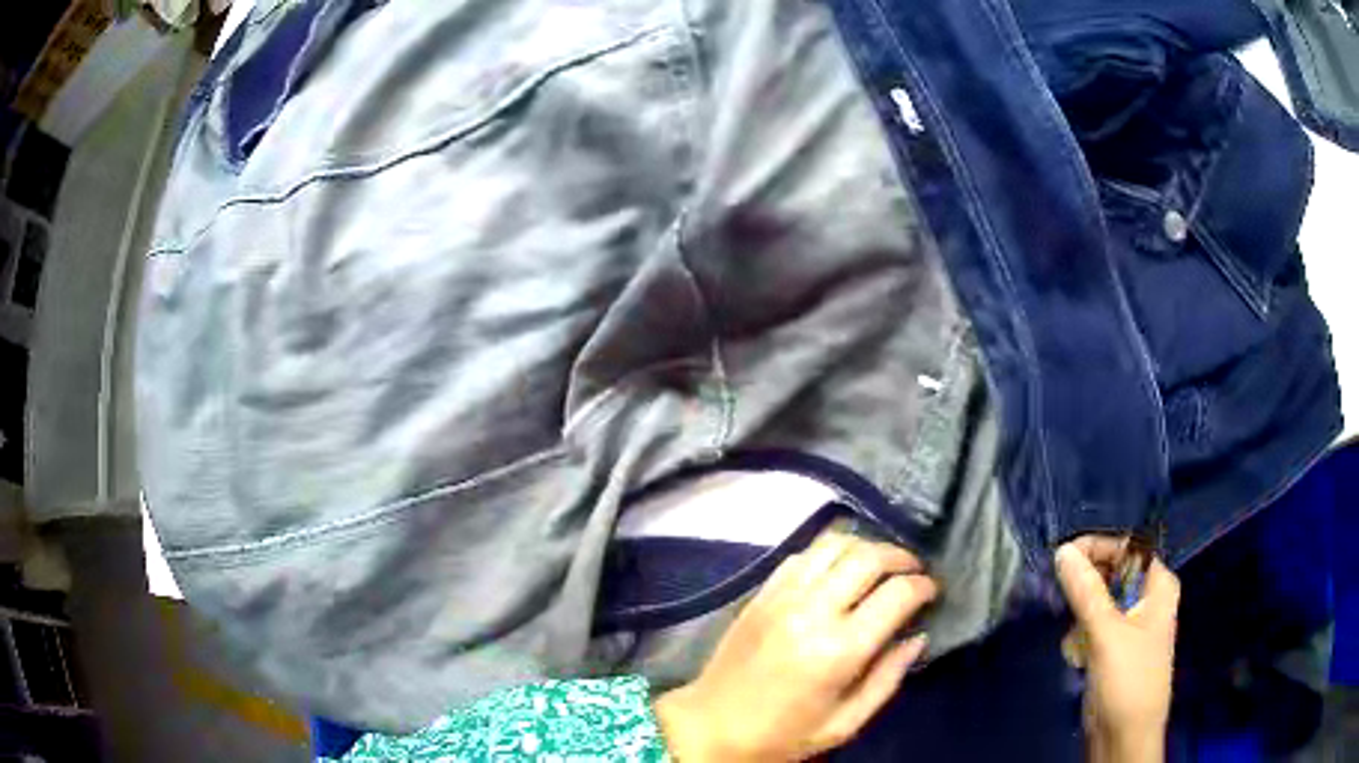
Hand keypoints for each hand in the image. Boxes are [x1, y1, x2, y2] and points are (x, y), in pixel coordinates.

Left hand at [655, 530, 937, 761]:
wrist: (711, 726)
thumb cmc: (783, 735)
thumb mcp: (845, 723)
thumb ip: (888, 678)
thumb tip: (919, 636)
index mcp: (839, 650)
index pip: (897, 594)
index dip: (924, 587)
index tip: (932, 592)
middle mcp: (812, 612)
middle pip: (870, 557)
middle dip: (901, 557)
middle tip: (914, 572)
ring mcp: (782, 597)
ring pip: (836, 545)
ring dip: (867, 548)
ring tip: (881, 566)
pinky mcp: (761, 593)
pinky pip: (804, 554)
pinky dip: (831, 552)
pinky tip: (840, 569)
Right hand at [1055, 537, 1180, 762]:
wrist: (1124, 737)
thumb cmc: (1128, 680)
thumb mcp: (1107, 634)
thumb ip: (1086, 591)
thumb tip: (1063, 550)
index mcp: (1158, 585)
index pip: (1127, 547)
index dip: (1097, 546)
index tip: (1062, 556)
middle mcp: (1147, 598)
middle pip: (1112, 573)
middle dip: (1085, 586)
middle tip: (1061, 596)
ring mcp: (1130, 624)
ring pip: (1098, 601)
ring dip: (1081, 616)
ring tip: (1074, 640)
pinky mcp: (1113, 648)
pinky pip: (1093, 626)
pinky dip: (1081, 636)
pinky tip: (1077, 655)